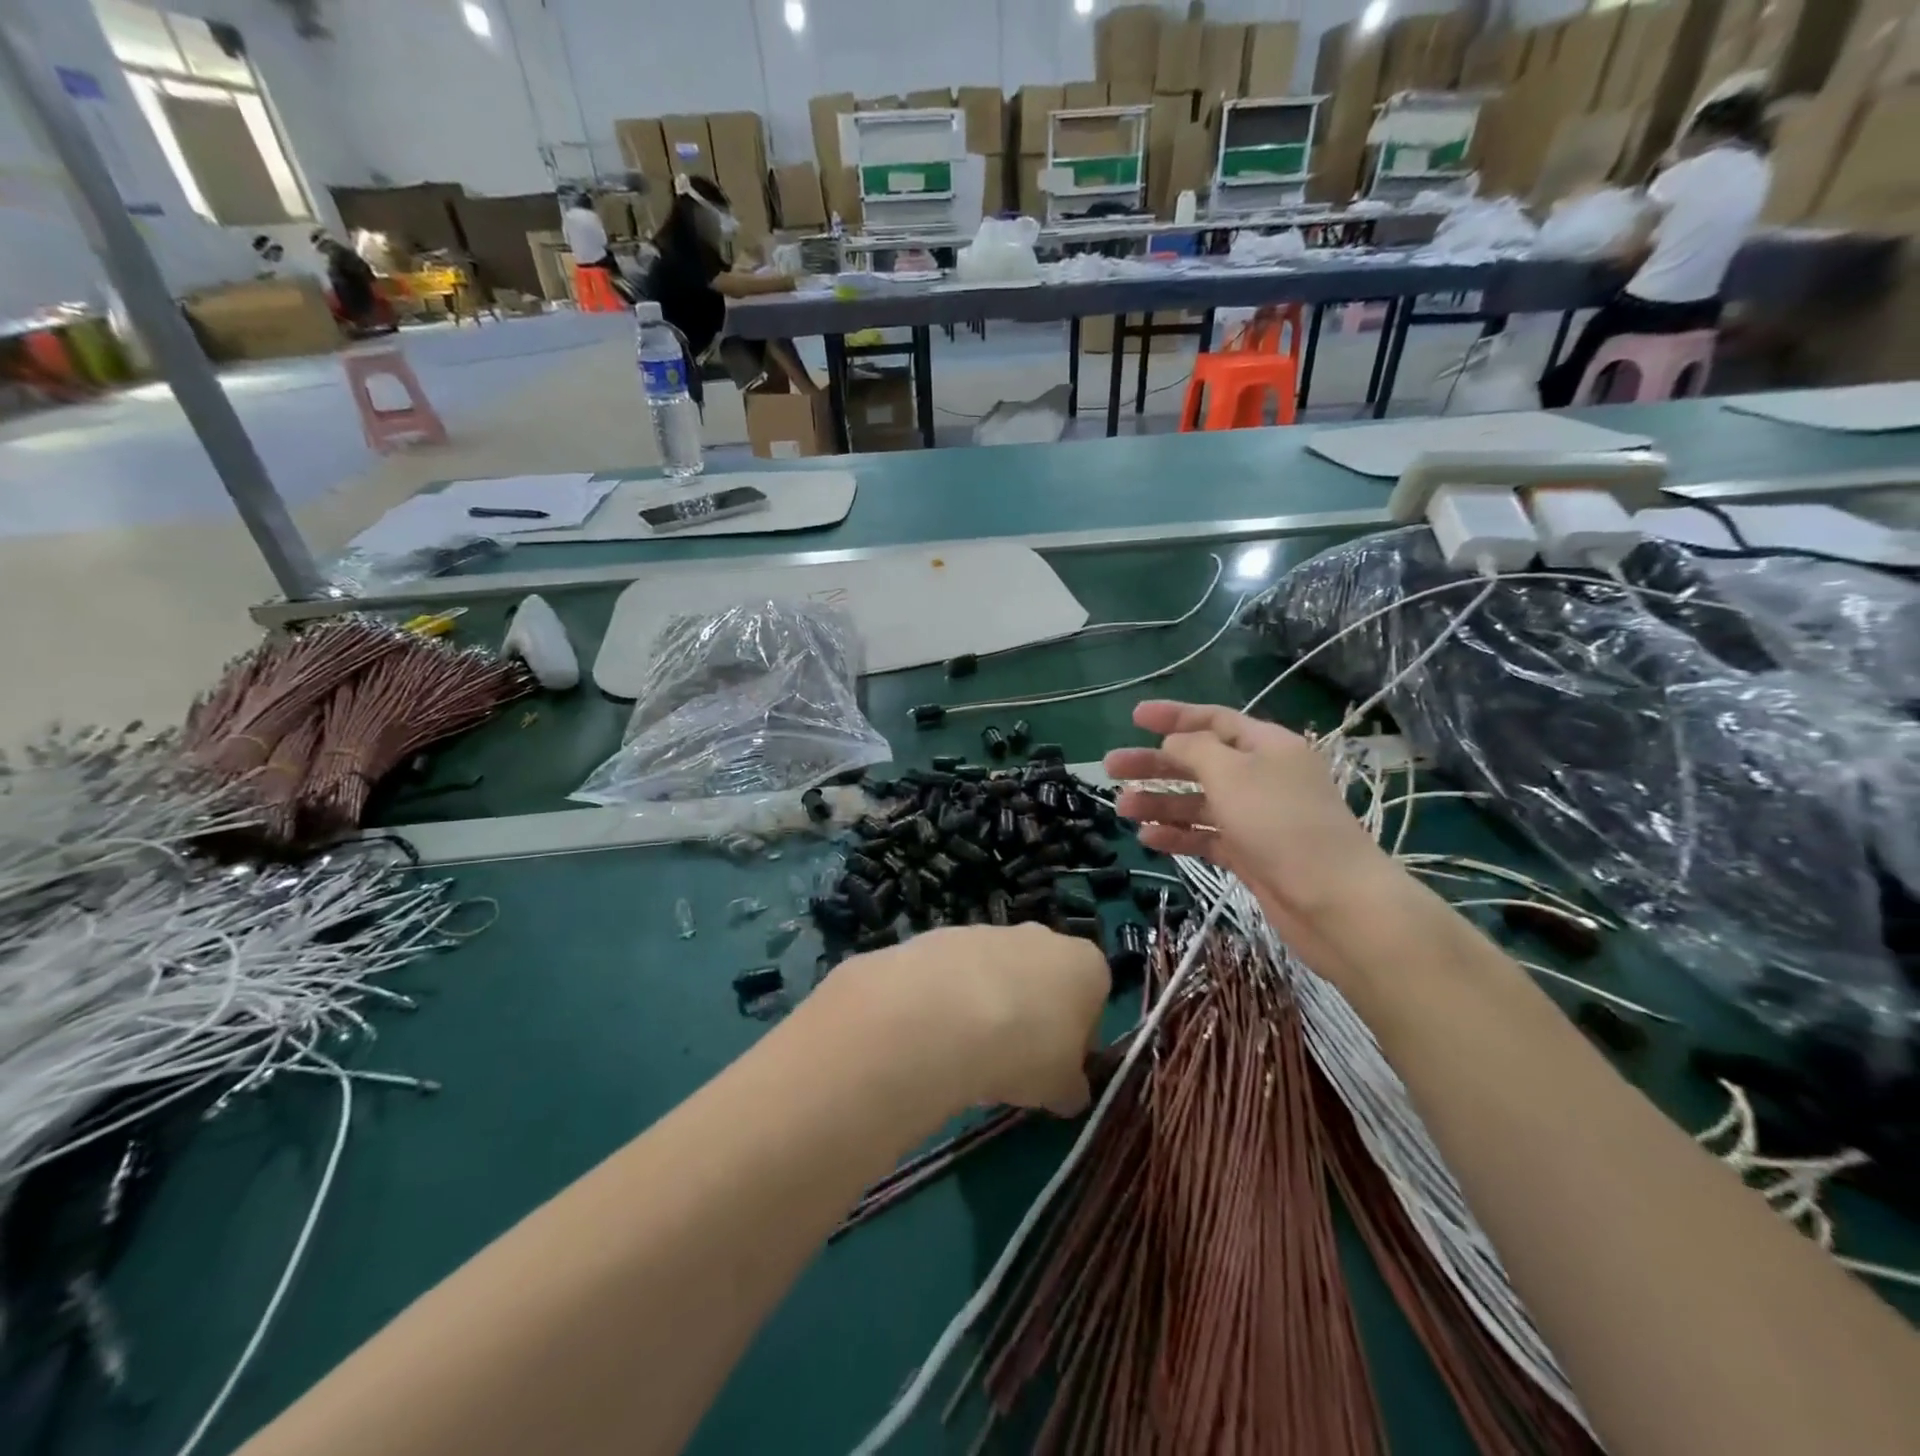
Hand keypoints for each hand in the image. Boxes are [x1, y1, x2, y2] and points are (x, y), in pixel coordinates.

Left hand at [829, 925, 1109, 1116]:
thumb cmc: (1025, 1049)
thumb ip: (1070, 1087)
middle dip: (1030, 1018)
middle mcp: (1042, 937)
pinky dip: (952, 999)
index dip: (1076, 1037)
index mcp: (1086, 965)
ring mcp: (991, 931)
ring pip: (998, 976)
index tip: (1056, 1068)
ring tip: (966, 1055)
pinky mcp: (946, 936)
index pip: (1093, 999)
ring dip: (989, 1009)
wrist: (945, 1014)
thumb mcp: (1060, 1088)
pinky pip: (958, 974)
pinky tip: (939, 1033)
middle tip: (1011, 1064)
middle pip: (1043, 981)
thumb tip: (1069, 1092)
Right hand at [1104, 701, 1405, 982]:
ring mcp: (1255, 818)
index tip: (1133, 717)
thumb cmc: (1280, 823)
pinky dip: (1178, 835)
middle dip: (1155, 764)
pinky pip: (1205, 836)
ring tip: (1121, 809)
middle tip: (1111, 768)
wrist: (1333, 901)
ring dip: (1160, 802)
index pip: (1213, 720)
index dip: (1173, 716)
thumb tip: (1172, 743)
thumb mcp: (1232, 773)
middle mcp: (1261, 777)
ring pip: (1198, 802)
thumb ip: (1195, 750)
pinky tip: (1148, 839)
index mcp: (1266, 746)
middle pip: (1199, 762)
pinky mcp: (1250, 854)